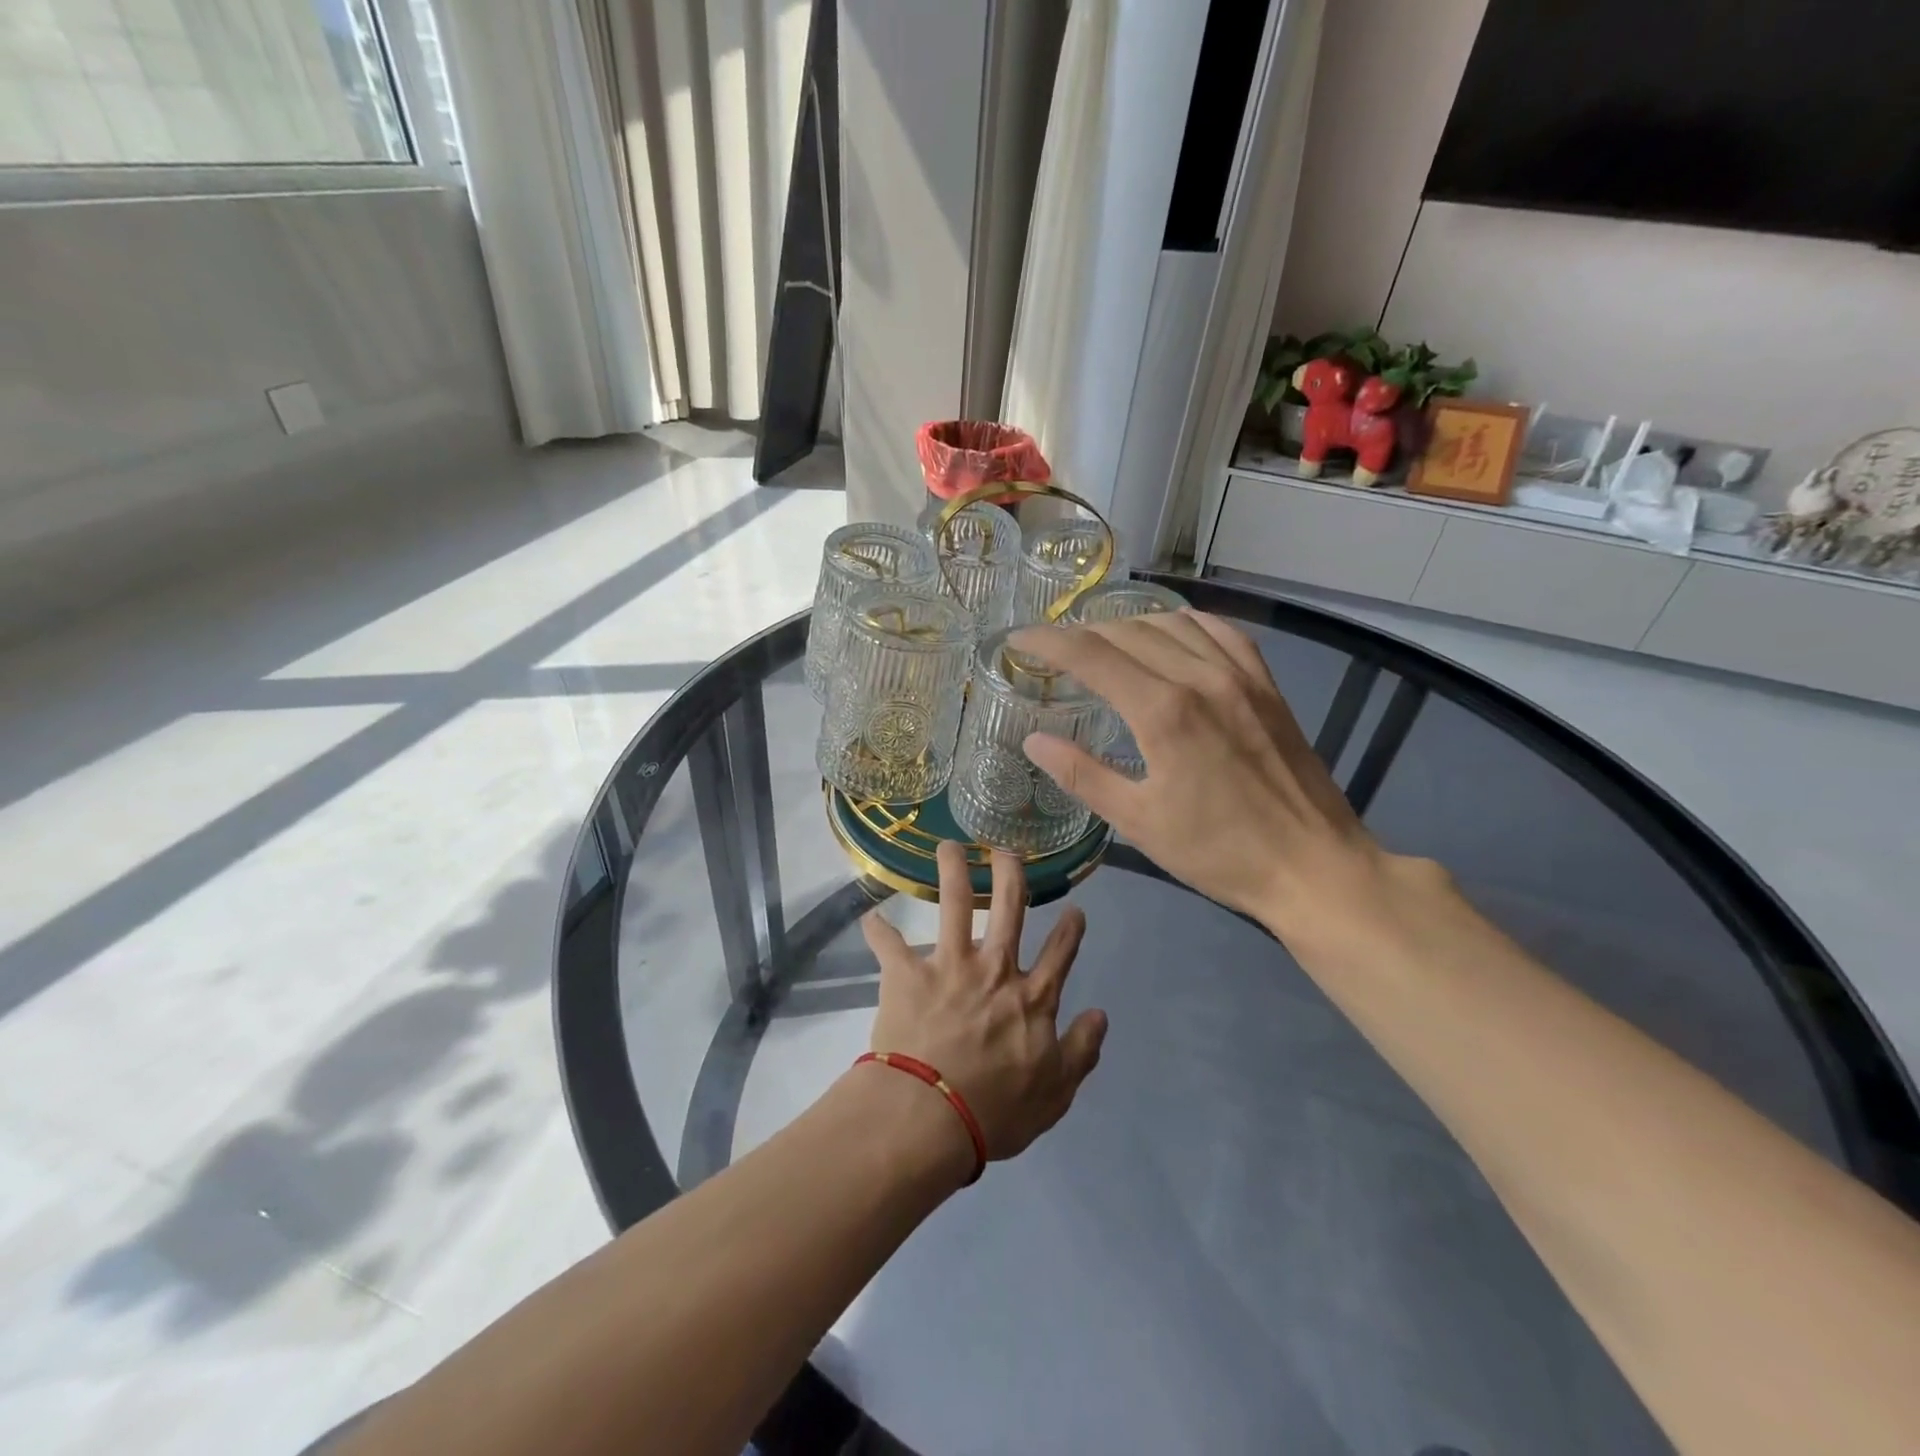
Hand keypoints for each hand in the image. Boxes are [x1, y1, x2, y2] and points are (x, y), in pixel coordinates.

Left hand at [861, 841, 1106, 1164]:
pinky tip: (871, 917)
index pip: (1060, 953)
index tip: (1074, 910)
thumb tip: (1101, 1014)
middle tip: (1006, 851)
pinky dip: (879, 930)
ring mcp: (949, 965)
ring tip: (948, 845)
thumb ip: (1082, 1051)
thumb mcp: (1056, 1092)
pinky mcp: (908, 974)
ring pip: (952, 903)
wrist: (931, 1116)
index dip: (1070, 930)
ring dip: (951, 870)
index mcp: (1031, 997)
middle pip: (1008, 907)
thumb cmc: (996, 1111)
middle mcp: (994, 968)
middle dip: (1010, 873)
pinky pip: (889, 945)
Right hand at [1010, 609, 1389, 933]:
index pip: (1092, 655)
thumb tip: (1033, 741)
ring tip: (1105, 642)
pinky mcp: (1266, 686)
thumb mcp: (1138, 822)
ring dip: (1129, 624)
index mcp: (1163, 712)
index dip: (1049, 642)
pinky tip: (1172, 635)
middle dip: (1082, 633)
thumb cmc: (1218, 852)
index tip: (1019, 638)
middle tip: (1055, 650)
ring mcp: (1240, 676)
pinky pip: (1221, 632)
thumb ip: (1082, 774)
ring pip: (1173, 623)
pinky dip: (1185, 624)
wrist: (1312, 866)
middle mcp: (1200, 678)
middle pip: (1128, 632)